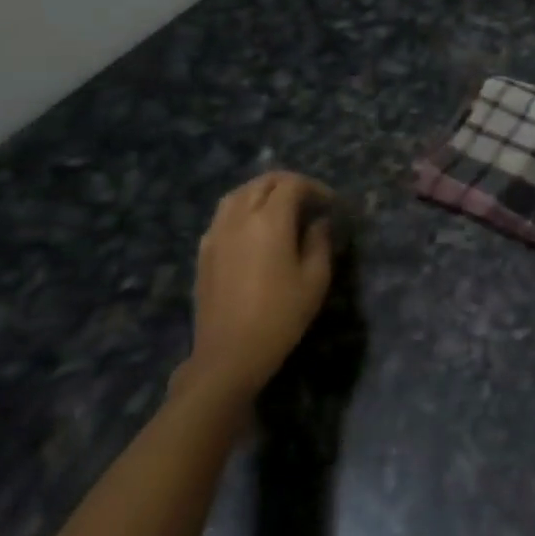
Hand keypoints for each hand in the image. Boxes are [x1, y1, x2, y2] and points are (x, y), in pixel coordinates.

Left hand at [182, 172, 334, 402]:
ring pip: (238, 194)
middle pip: (263, 182)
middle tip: (310, 201)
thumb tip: (318, 222)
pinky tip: (255, 229)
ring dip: (263, 192)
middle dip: (289, 184)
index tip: (330, 204)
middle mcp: (239, 218)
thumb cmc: (281, 316)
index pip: (292, 185)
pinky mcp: (204, 250)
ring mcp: (216, 233)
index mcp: (270, 221)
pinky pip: (223, 214)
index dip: (315, 188)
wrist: (230, 354)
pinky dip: (243, 208)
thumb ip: (319, 241)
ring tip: (282, 208)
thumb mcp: (315, 279)